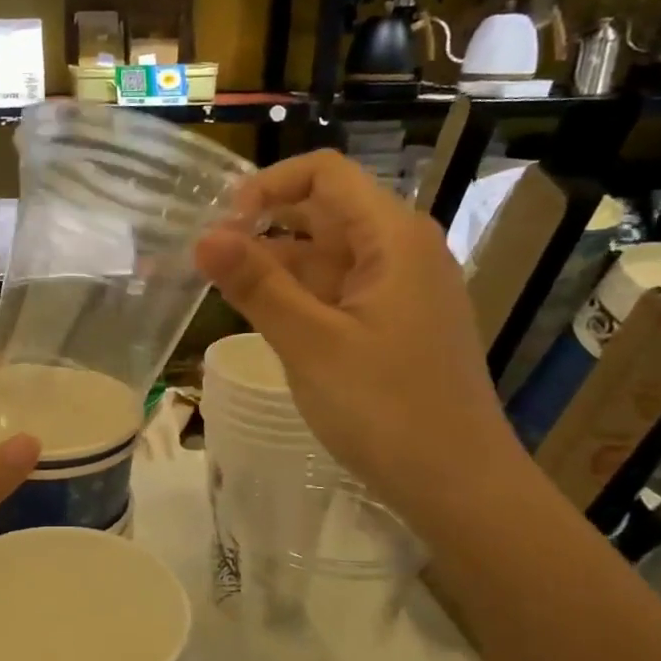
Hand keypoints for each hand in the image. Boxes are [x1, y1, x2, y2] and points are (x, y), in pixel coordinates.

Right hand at [195, 151, 524, 527]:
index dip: (268, 186)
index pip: (325, 174)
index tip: (221, 224)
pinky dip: (294, 295)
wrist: (458, 485)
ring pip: (323, 255)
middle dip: (262, 226)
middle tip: (205, 257)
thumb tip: (203, 236)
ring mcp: (396, 289)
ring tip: (218, 288)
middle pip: (322, 212)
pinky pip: (333, 290)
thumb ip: (256, 286)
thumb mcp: (311, 344)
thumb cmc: (387, 409)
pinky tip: (258, 314)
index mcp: (392, 238)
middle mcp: (399, 251)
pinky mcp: (388, 323)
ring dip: (273, 264)